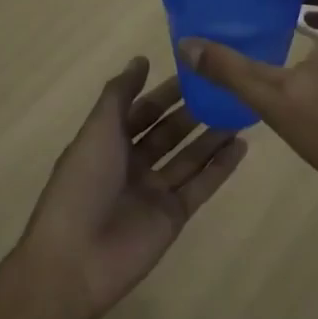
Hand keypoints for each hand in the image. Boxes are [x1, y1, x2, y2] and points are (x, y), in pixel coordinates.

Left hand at [19, 56, 247, 318]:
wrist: (76, 259)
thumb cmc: (83, 184)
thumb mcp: (98, 129)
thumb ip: (120, 94)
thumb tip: (141, 59)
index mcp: (108, 143)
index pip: (142, 110)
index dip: (166, 93)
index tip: (195, 72)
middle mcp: (132, 164)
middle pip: (168, 133)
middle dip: (193, 112)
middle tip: (226, 90)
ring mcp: (154, 191)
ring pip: (189, 157)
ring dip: (212, 137)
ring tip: (242, 112)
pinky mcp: (173, 216)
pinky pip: (201, 186)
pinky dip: (220, 168)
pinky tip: (241, 146)